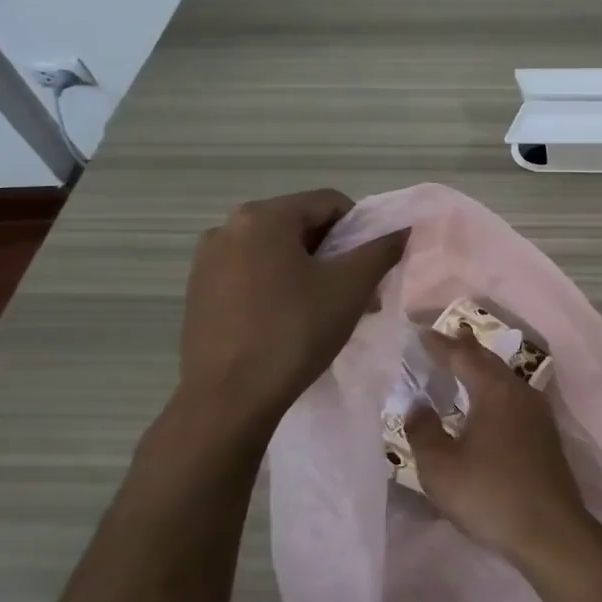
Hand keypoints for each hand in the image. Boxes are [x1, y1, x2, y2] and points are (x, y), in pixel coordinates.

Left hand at [176, 190, 407, 443]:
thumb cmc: (294, 332)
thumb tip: (402, 228)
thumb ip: (381, 250)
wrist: (229, 399)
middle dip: (334, 254)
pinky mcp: (199, 291)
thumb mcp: (350, 288)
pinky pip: (251, 273)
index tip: (370, 268)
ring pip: (275, 251)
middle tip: (355, 292)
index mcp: (263, 216)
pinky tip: (289, 321)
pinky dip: (278, 285)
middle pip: (300, 226)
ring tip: (325, 310)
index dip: (360, 230)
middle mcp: (228, 227)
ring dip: (308, 271)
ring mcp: (207, 260)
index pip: (329, 203)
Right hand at [405, 329, 598, 570]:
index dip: (441, 345)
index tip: (421, 334)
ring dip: (483, 369)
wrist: (550, 530)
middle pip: (489, 362)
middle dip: (465, 349)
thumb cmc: (490, 494)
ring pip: (505, 379)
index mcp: (495, 390)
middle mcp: (520, 392)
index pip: (464, 356)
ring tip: (465, 365)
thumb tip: (418, 404)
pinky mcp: (546, 435)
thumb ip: (424, 430)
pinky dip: (495, 391)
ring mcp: (538, 413)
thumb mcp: (441, 467)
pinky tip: (489, 405)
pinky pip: (514, 398)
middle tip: (446, 338)